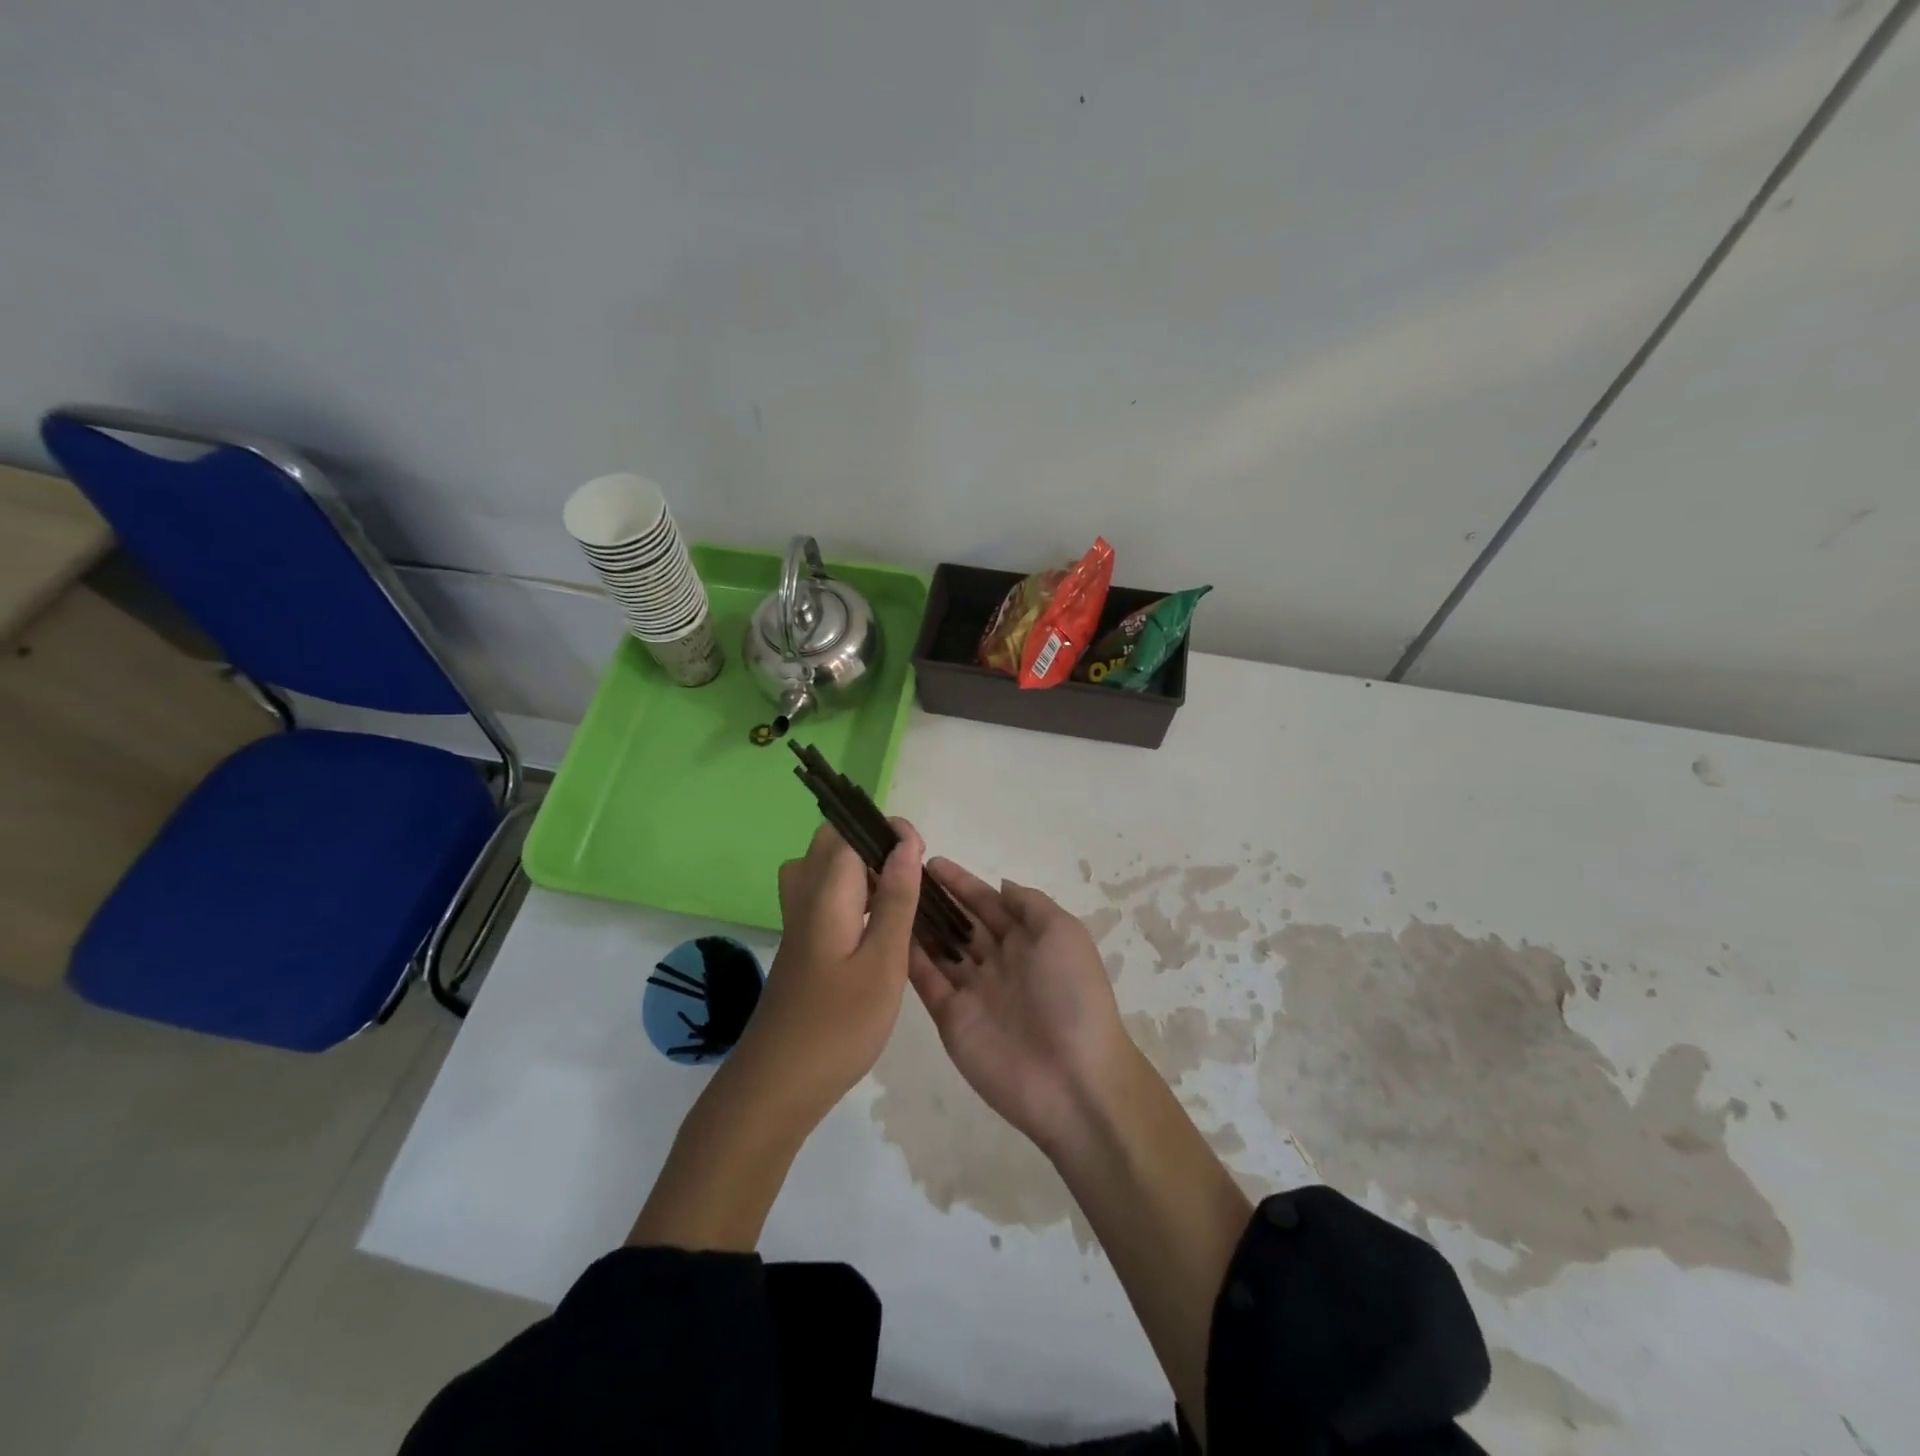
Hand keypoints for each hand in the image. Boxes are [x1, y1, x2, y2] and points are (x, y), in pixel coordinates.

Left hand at [732, 820, 923, 1120]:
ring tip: (894, 897)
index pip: (849, 832)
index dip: (886, 831)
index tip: (920, 853)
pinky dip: (849, 895)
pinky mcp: (799, 946)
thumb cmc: (838, 1025)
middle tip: (907, 876)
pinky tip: (873, 928)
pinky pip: (822, 897)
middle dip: (871, 844)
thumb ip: (896, 899)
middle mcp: (803, 897)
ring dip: (859, 870)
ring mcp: (796, 923)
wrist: (777, 1085)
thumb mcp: (883, 962)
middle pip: (829, 844)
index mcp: (825, 893)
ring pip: (822, 870)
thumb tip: (905, 843)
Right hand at [908, 862, 1134, 1156]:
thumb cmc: (1072, 994)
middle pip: (961, 924)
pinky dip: (908, 959)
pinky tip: (887, 934)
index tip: (930, 862)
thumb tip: (1000, 885)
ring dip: (917, 925)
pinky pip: (926, 982)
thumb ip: (1030, 904)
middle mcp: (998, 962)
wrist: (1072, 1078)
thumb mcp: (1064, 933)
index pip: (988, 904)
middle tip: (897, 875)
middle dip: (935, 901)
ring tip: (885, 897)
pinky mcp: (951, 1018)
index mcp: (1028, 941)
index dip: (962, 883)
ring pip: (939, 950)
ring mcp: (973, 991)